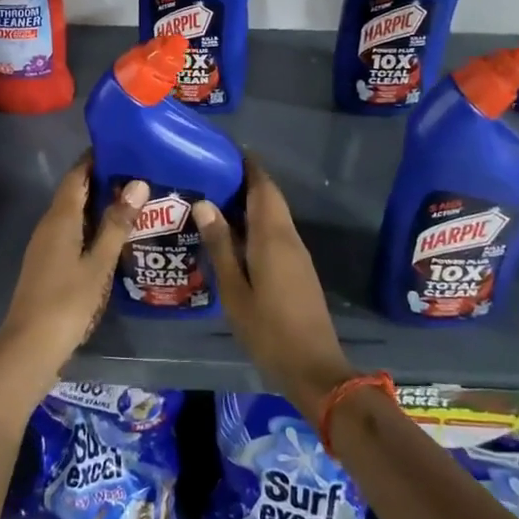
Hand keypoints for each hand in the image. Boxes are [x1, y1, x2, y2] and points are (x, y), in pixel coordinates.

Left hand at [0, 156, 145, 395]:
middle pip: (75, 192)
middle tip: (138, 174)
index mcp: (61, 218)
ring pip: (73, 214)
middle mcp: (49, 225)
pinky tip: (112, 236)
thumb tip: (137, 183)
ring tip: (133, 201)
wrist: (30, 346)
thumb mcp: (98, 263)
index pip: (77, 175)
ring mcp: (45, 245)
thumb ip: (116, 224)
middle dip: (102, 181)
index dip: (95, 158)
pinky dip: (91, 226)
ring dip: (98, 205)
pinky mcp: (47, 263)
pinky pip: (71, 232)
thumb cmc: (67, 301)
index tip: (123, 147)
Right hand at [195, 161, 356, 414]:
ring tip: (215, 200)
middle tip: (210, 175)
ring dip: (250, 203)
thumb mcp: (234, 290)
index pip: (262, 186)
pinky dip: (257, 223)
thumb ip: (220, 246)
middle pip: (269, 197)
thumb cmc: (268, 330)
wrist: (314, 367)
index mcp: (272, 236)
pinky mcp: (299, 268)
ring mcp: (297, 253)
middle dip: (245, 181)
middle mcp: (289, 236)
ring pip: (274, 215)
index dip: (247, 165)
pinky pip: (277, 232)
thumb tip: (205, 203)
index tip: (223, 151)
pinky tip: (234, 235)